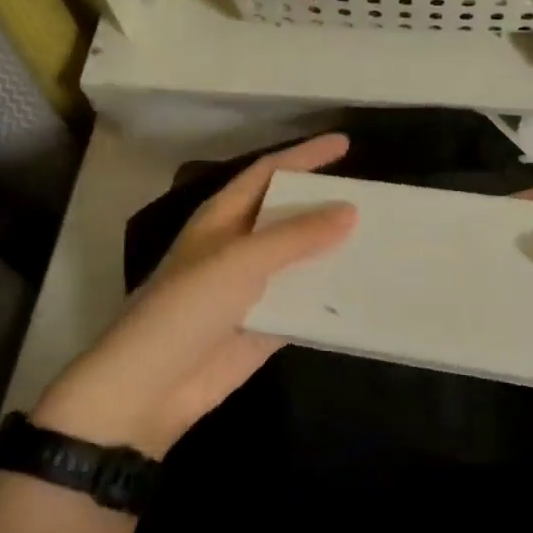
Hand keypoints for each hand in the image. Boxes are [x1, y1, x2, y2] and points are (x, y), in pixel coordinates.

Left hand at [35, 135, 356, 456]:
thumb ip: (296, 236)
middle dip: (327, 204)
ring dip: (336, 251)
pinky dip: (332, 296)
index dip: (305, 155)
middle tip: (375, 197)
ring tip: (383, 239)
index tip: (345, 144)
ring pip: (303, 259)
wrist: (150, 389)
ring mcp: (254, 287)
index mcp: (224, 217)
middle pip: (290, 214)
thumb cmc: (187, 308)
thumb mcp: (240, 261)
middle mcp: (240, 246)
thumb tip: (350, 210)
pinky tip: (367, 289)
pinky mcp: (267, 325)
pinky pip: (306, 302)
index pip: (269, 172)